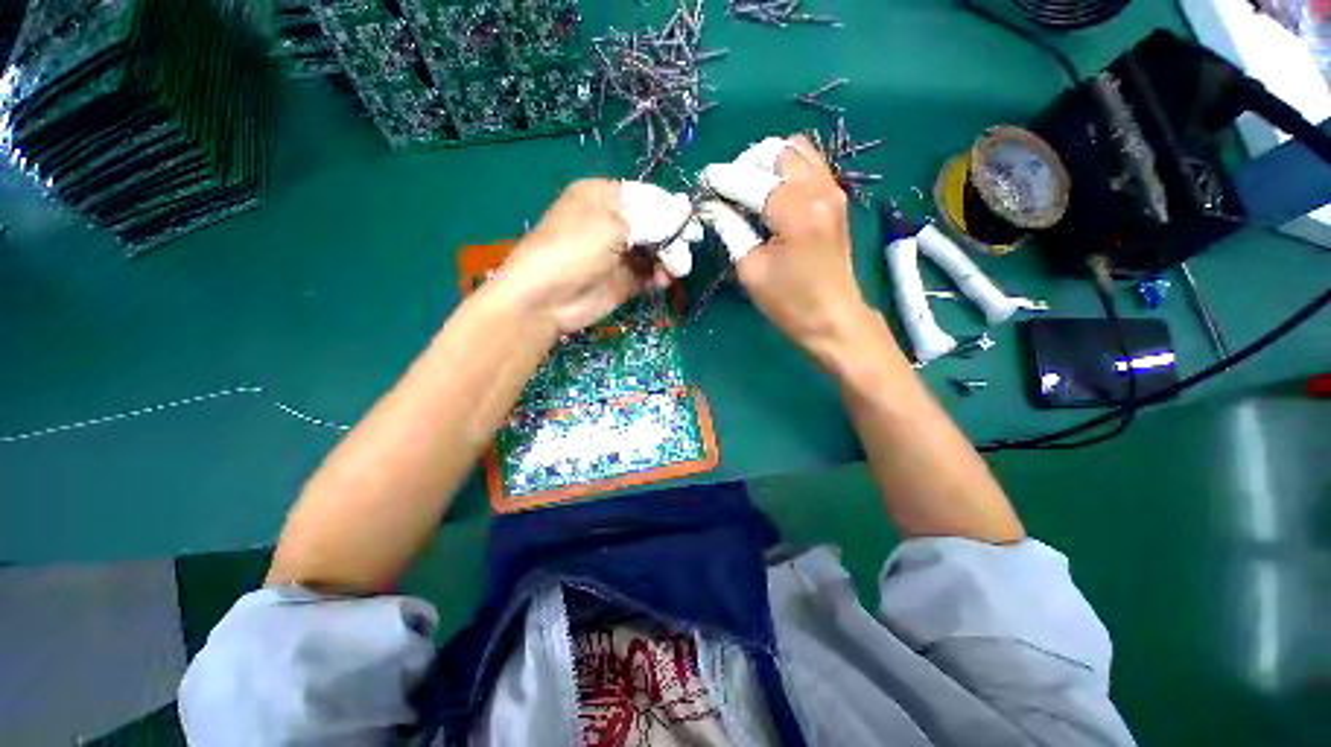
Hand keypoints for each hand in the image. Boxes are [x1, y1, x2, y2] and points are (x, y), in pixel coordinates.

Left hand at [499, 179, 700, 334]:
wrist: (546, 299)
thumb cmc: (574, 250)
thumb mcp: (612, 226)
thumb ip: (652, 220)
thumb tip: (684, 211)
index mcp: (603, 197)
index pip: (646, 196)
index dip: (670, 208)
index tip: (689, 222)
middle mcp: (612, 222)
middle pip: (654, 224)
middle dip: (671, 236)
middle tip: (682, 251)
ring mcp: (618, 253)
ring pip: (654, 250)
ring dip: (668, 258)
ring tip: (674, 269)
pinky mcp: (623, 280)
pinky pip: (648, 274)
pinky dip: (659, 276)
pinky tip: (662, 281)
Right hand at [698, 136, 877, 360]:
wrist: (832, 318)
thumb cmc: (789, 302)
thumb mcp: (751, 269)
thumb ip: (730, 228)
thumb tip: (712, 204)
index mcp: (796, 211)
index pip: (751, 180)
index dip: (722, 179)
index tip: (702, 183)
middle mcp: (819, 189)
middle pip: (776, 151)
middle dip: (745, 164)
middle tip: (728, 191)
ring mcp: (832, 190)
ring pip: (795, 150)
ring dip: (766, 163)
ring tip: (748, 190)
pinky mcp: (836, 198)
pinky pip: (808, 165)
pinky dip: (784, 171)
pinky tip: (770, 195)